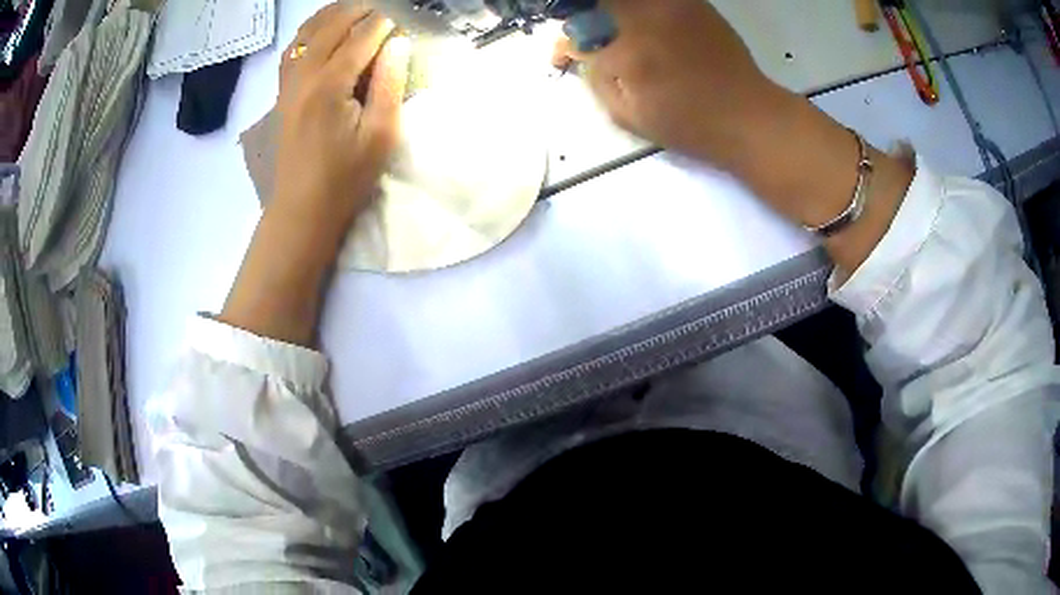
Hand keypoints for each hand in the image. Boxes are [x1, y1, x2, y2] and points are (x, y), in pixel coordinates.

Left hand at [273, 3, 410, 236]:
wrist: (302, 209)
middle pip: (332, 25)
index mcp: (329, 85)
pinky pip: (293, 48)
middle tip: (387, 8)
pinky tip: (325, 29)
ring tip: (359, 9)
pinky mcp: (283, 92)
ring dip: (335, 13)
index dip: (387, 21)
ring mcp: (288, 82)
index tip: (407, 14)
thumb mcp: (381, 135)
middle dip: (362, 9)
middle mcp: (304, 75)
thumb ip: (390, 83)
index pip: (361, 36)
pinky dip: (311, 30)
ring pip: (308, 31)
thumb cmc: (346, 178)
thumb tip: (399, 42)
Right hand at [557, 0, 914, 276]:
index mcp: (629, 50)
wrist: (751, 117)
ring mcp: (673, 5)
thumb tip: (580, 53)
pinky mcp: (695, 3)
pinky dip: (640, 8)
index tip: (562, 57)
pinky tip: (641, 23)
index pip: (576, 32)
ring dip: (611, 11)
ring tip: (611, 31)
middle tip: (585, 38)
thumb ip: (596, 77)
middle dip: (583, 19)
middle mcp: (648, 17)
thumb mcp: (629, 114)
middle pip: (600, 4)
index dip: (563, 44)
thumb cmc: (690, 125)